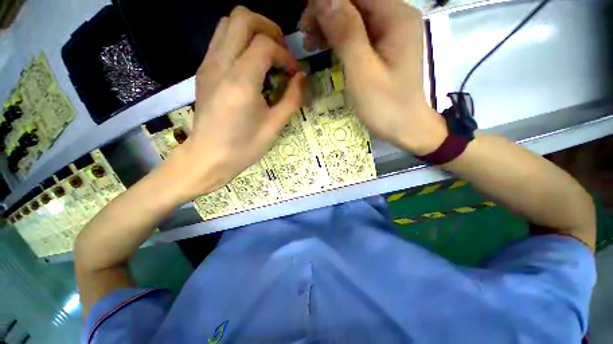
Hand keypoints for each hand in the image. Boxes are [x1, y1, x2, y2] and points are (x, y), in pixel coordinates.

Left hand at [174, 6, 305, 198]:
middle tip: (281, 51)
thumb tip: (302, 77)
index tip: (293, 74)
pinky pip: (221, 41)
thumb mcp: (274, 126)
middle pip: (242, 17)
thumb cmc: (244, 147)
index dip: (285, 55)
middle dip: (268, 27)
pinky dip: (239, 43)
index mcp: (241, 81)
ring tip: (267, 56)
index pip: (265, 44)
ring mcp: (208, 65)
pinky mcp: (203, 71)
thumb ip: (292, 99)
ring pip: (227, 24)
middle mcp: (221, 65)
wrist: (208, 157)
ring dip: (252, 32)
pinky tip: (250, 66)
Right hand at [299, 0, 446, 154]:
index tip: (306, 21)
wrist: (405, 127)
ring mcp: (390, 33)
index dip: (327, 2)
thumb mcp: (363, 71)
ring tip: (310, 42)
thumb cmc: (385, 105)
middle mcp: (395, 17)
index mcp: (396, 17)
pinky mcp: (383, 48)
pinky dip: (339, 38)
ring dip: (330, 25)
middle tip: (305, 33)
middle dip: (327, 12)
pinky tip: (325, 47)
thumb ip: (346, 34)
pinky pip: (358, 34)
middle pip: (355, 2)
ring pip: (354, 17)